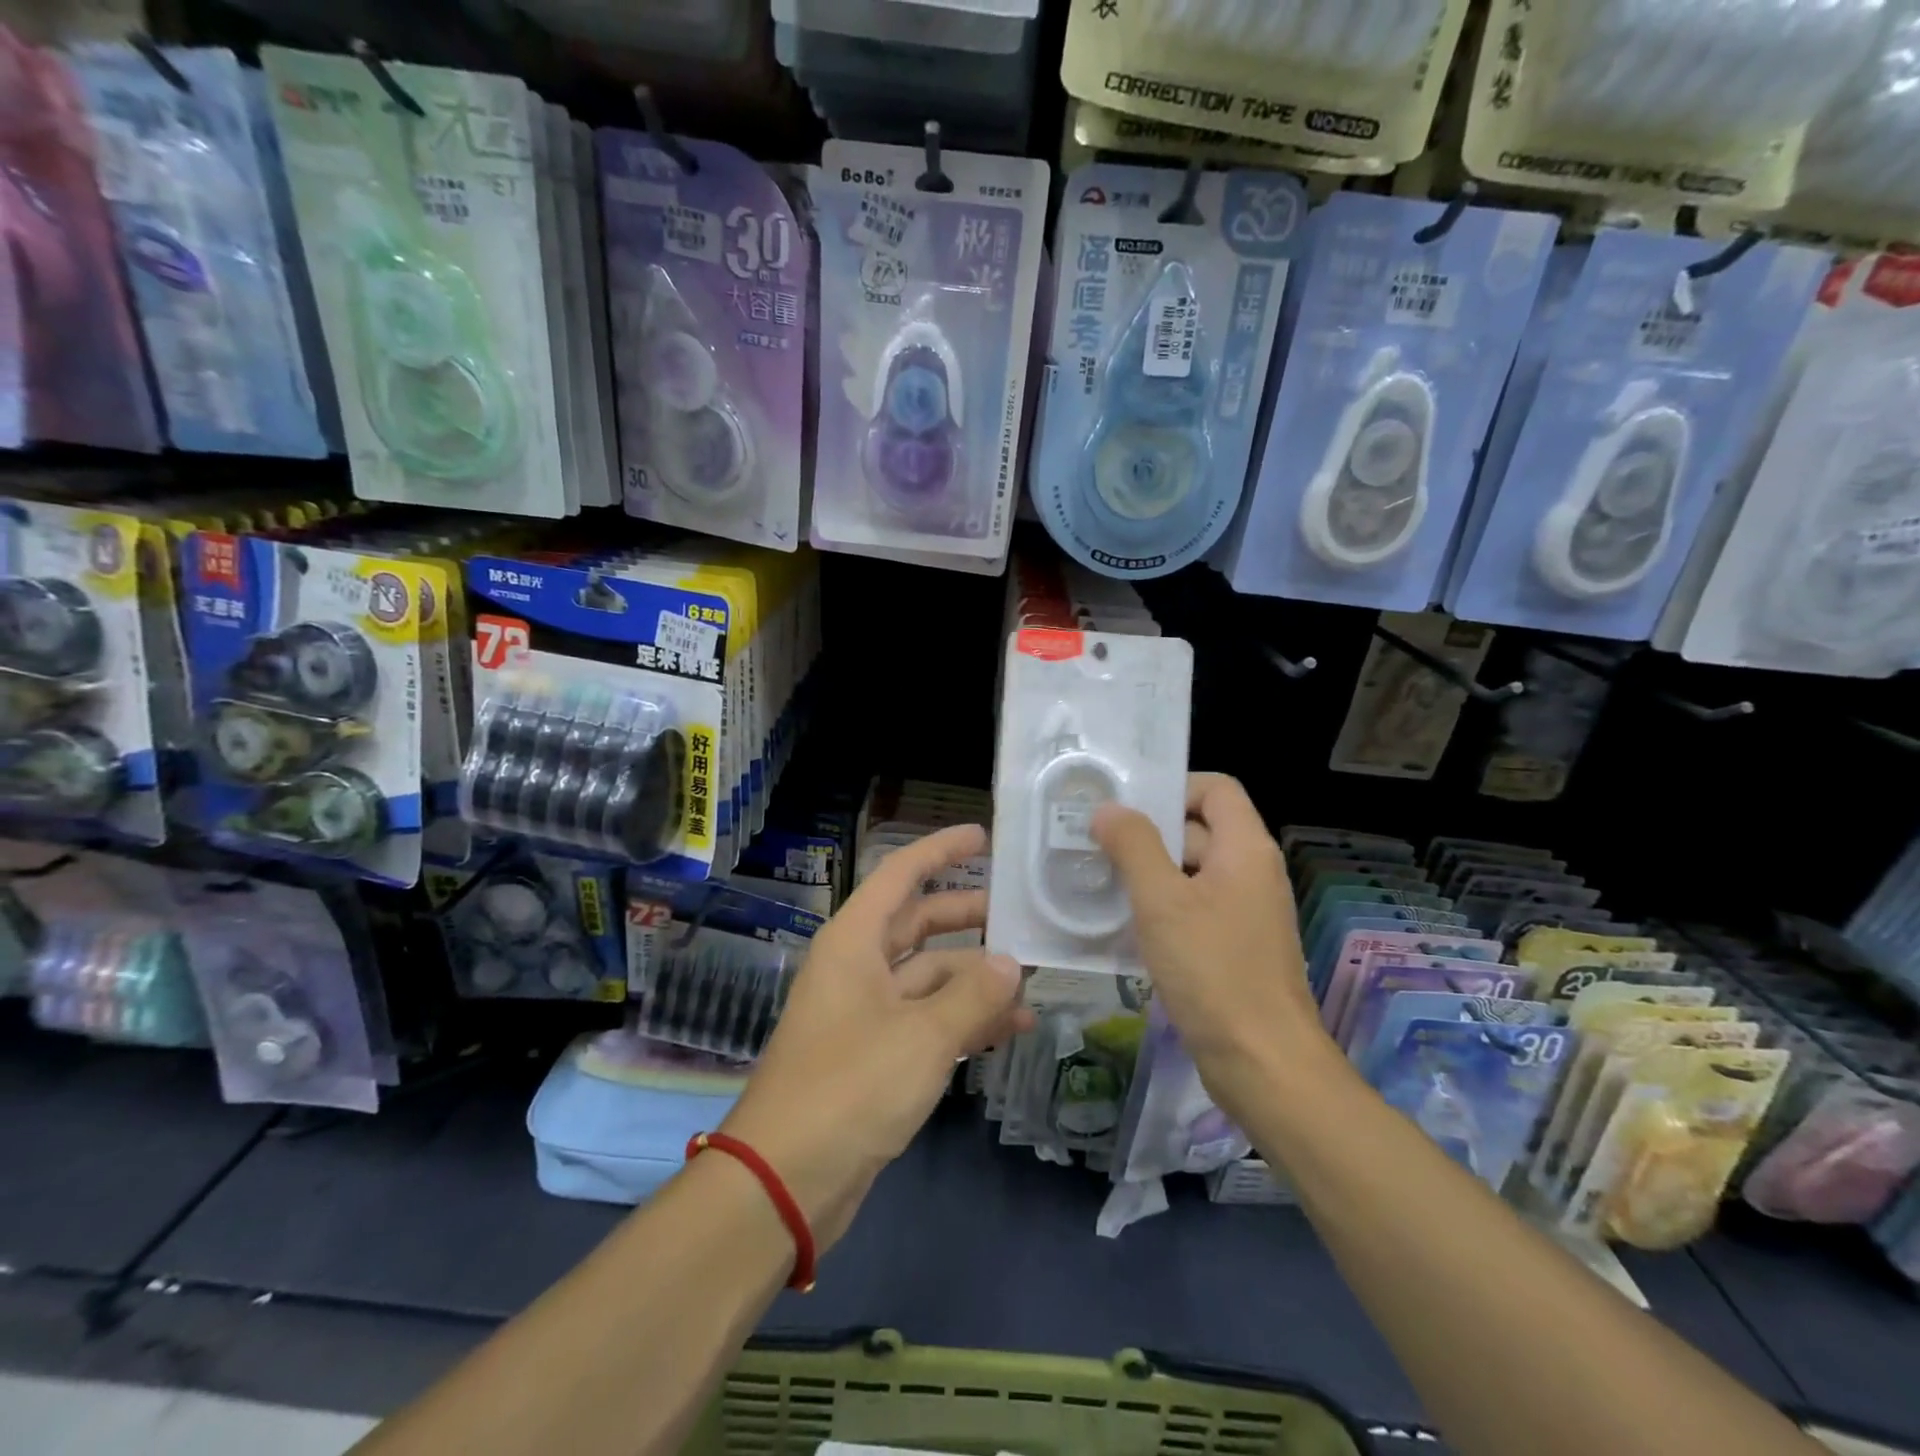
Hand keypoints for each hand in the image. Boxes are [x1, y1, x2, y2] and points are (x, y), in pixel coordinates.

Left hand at [721, 823, 1033, 1251]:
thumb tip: (1011, 963)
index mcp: (855, 941)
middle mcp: (858, 967)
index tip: (982, 835)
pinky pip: (927, 1020)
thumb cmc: (850, 1087)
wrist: (786, 1181)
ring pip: (929, 977)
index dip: (940, 850)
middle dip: (968, 918)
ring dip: (975, 980)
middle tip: (1020, 915)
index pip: (900, 874)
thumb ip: (973, 995)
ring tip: (1031, 987)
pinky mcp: (875, 1055)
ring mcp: (866, 1012)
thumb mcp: (922, 1036)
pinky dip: (964, 1021)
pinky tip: (1009, 1031)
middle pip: (919, 924)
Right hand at [1091, 774, 1328, 1117]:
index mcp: (1246, 849)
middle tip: (1095, 843)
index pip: (1215, 789)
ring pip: (1191, 872)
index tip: (1125, 807)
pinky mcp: (1233, 947)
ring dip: (1148, 873)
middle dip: (1148, 833)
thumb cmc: (1213, 971)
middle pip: (1199, 829)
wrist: (1263, 1064)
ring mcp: (1245, 912)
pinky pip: (1193, 909)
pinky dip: (1161, 908)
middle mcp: (1252, 872)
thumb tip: (1108, 809)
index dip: (1173, 787)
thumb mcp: (1162, 901)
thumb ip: (1134, 846)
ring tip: (1098, 880)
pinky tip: (1122, 924)